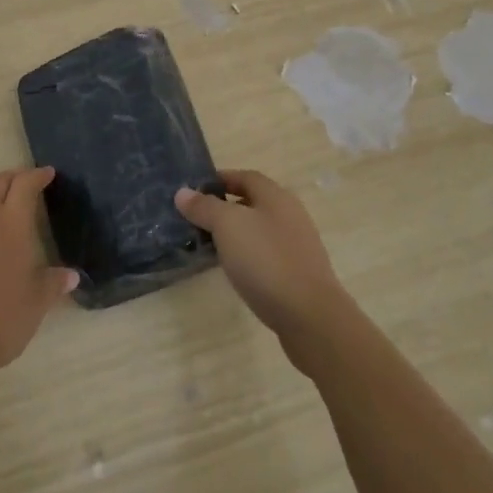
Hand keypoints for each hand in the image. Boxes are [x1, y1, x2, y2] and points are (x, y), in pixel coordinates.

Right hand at [176, 170, 353, 354]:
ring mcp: (297, 246)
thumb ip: (205, 207)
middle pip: (254, 203)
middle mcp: (290, 215)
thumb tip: (182, 192)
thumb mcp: (227, 226)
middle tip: (197, 218)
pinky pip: (267, 255)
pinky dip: (248, 256)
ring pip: (260, 230)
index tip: (195, 190)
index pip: (246, 176)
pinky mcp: (299, 274)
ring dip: (236, 234)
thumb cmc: (266, 260)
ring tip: (210, 245)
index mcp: (276, 197)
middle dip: (226, 207)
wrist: (310, 316)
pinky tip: (235, 270)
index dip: (221, 179)